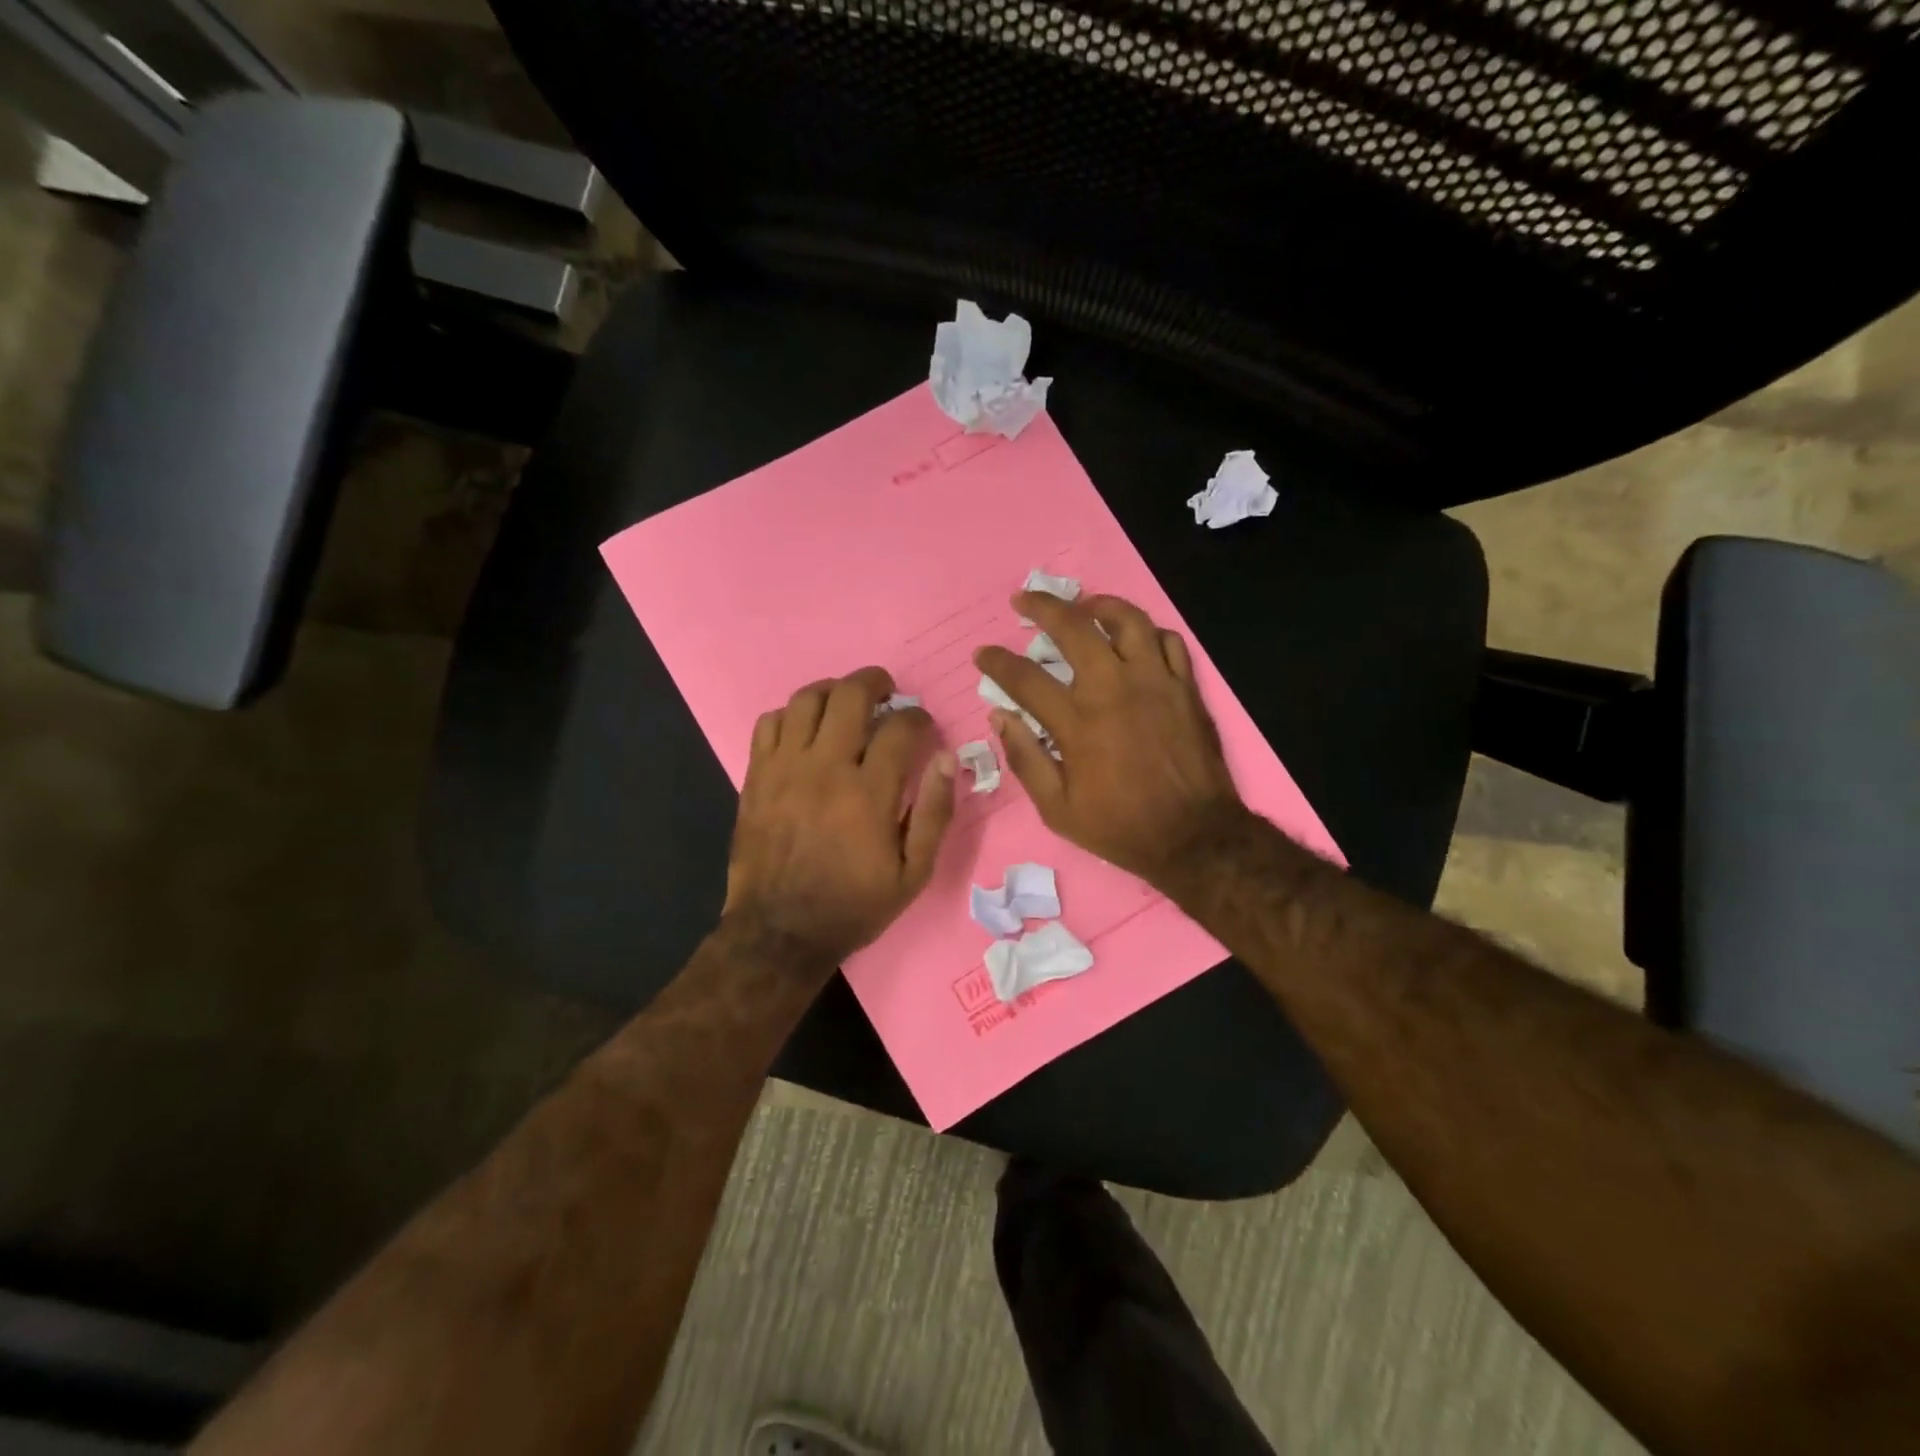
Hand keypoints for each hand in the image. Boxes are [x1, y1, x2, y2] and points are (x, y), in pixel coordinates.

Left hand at [724, 666, 955, 970]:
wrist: (780, 932)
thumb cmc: (853, 905)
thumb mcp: (913, 874)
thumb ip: (935, 813)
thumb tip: (947, 758)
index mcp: (870, 793)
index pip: (900, 727)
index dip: (918, 717)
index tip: (923, 725)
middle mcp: (826, 768)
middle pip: (850, 695)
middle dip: (876, 682)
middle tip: (887, 691)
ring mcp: (785, 768)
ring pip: (807, 699)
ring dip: (833, 691)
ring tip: (846, 703)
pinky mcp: (757, 776)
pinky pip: (769, 722)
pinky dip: (791, 715)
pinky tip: (805, 731)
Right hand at [974, 592, 1245, 885]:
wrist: (1193, 836)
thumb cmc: (1120, 827)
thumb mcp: (1057, 809)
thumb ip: (1026, 760)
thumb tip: (1000, 717)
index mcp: (1077, 722)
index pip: (1025, 678)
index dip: (997, 662)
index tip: (983, 654)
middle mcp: (1113, 689)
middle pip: (1074, 628)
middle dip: (1042, 607)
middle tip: (1024, 599)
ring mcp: (1155, 683)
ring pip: (1128, 620)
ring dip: (1100, 605)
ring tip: (1084, 606)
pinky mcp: (1186, 688)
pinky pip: (1169, 641)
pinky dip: (1148, 632)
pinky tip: (1135, 639)